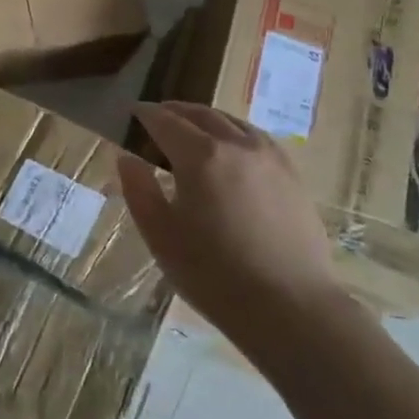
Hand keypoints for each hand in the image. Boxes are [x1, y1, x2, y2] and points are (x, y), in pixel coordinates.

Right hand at [117, 101, 339, 326]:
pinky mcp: (292, 174)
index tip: (132, 112)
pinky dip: (235, 132)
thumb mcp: (161, 236)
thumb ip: (139, 190)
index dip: (146, 114)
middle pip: (201, 115)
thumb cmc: (214, 274)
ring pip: (232, 122)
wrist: (291, 307)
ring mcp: (269, 157)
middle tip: (158, 116)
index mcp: (200, 156)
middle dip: (175, 111)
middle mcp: (236, 145)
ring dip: (206, 118)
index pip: (166, 121)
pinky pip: (256, 138)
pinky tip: (232, 149)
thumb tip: (127, 158)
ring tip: (192, 129)